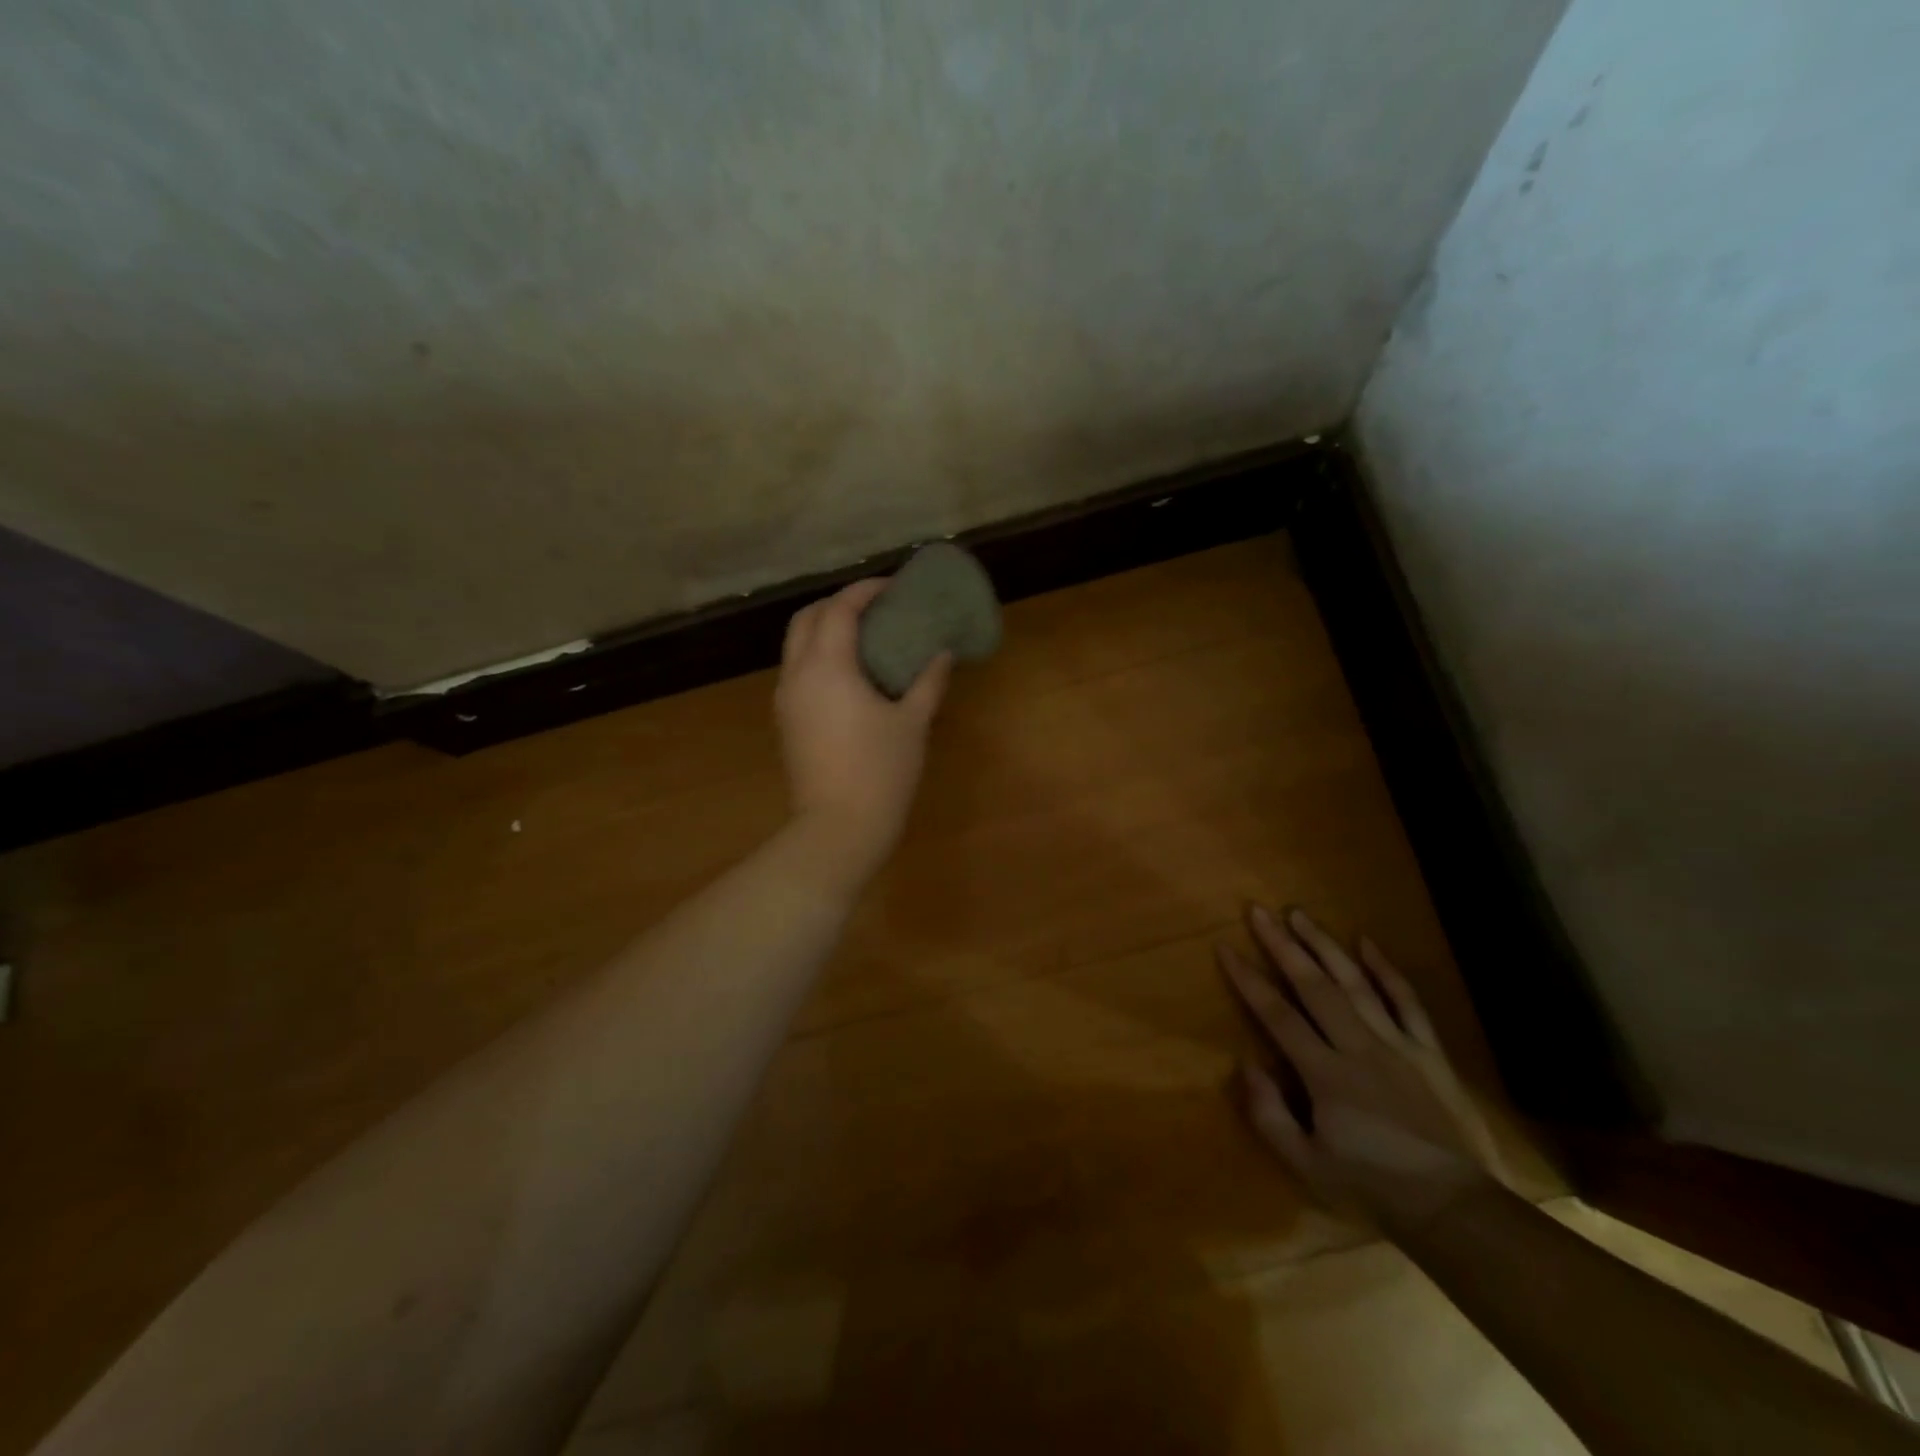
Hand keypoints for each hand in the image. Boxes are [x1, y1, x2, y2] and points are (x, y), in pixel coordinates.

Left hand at [775, 578, 951, 879]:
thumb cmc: (881, 772)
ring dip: (824, 629)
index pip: (839, 609)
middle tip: (874, 608)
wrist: (838, 828)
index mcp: (828, 667)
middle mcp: (798, 675)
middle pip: (806, 618)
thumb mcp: (912, 723)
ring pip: (796, 645)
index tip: (892, 587)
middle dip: (836, 604)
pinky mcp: (786, 722)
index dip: (864, 590)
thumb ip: (928, 681)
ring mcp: (786, 700)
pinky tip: (849, 675)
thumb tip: (942, 653)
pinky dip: (818, 657)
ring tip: (863, 637)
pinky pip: (797, 671)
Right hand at [1218, 905, 1503, 1229]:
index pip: (1278, 1015)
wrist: (1455, 1210)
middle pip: (1314, 986)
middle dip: (1283, 945)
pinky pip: (1407, 1002)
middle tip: (1259, 911)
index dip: (1248, 979)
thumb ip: (1269, 1115)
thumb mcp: (1306, 1165)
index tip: (1226, 947)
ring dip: (1325, 945)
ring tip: (1300, 914)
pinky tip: (1367, 942)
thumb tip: (1247, 1064)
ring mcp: (1397, 1045)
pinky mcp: (1429, 1052)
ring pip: (1356, 983)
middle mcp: (1358, 1047)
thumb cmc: (1372, 1188)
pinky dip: (1387, 970)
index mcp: (1325, 1074)